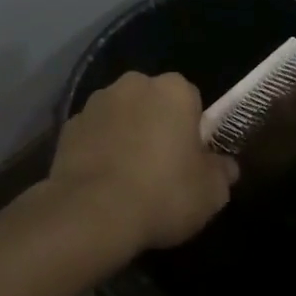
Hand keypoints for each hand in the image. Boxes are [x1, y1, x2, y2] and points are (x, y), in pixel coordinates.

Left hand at [49, 72, 237, 252]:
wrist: (92, 212)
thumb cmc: (162, 194)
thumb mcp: (210, 193)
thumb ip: (222, 172)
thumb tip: (225, 165)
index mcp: (173, 90)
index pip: (192, 101)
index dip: (193, 131)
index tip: (190, 160)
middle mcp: (134, 83)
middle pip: (154, 102)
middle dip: (157, 126)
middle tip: (162, 169)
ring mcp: (97, 101)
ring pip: (121, 115)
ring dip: (126, 134)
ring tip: (128, 179)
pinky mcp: (69, 124)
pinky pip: (94, 133)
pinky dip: (99, 149)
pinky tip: (102, 182)